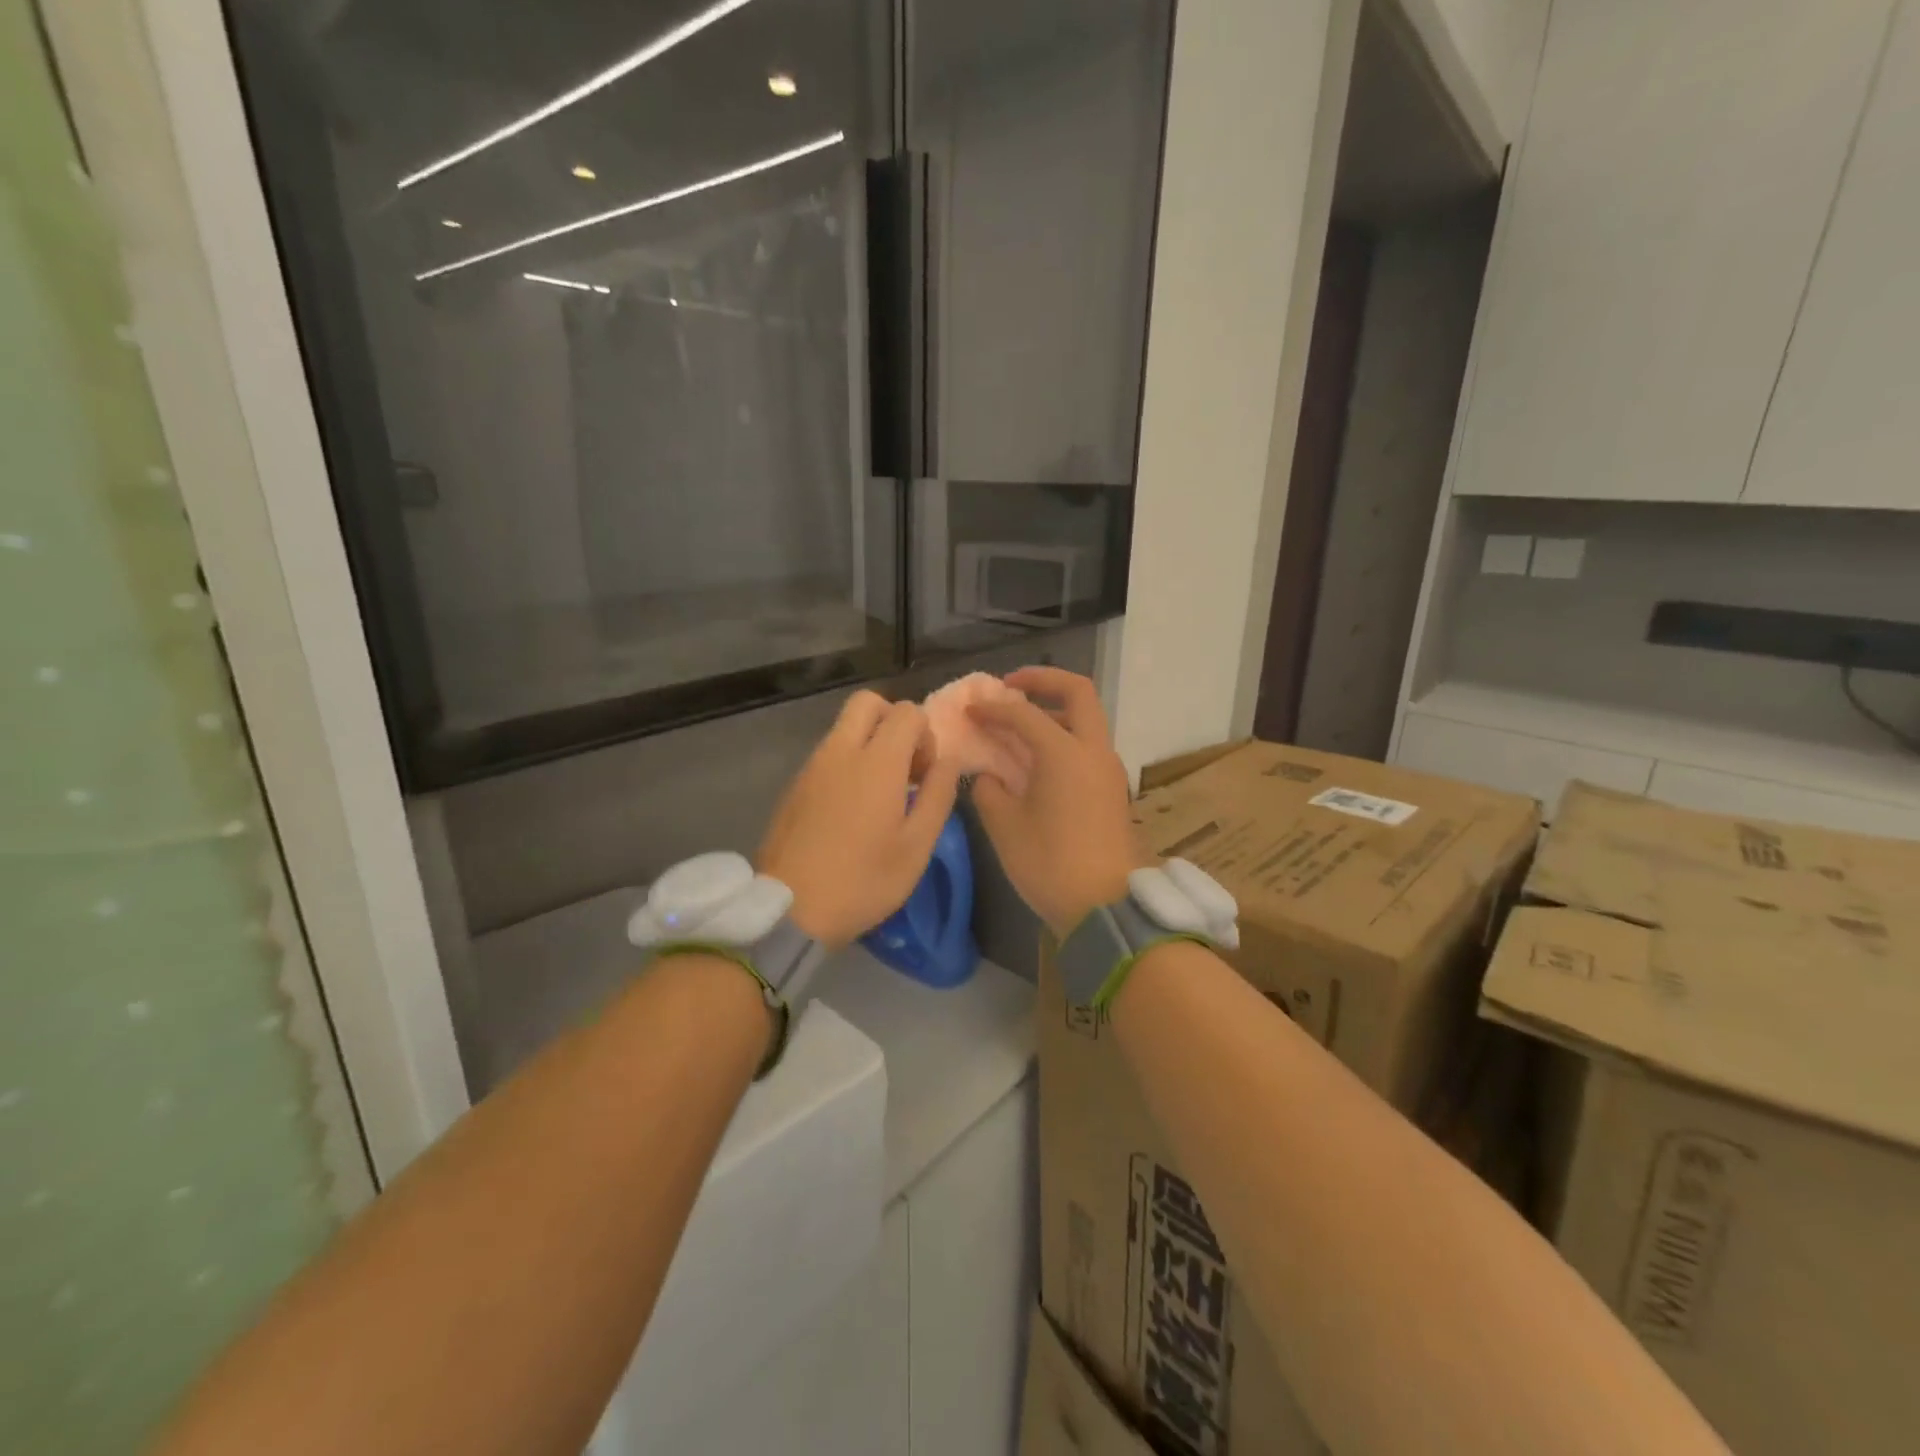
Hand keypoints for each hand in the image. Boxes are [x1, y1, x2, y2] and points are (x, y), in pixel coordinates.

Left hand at [757, 691, 961, 948]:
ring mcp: (811, 766)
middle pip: (868, 702)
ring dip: (869, 743)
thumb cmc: (864, 880)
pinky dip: (846, 763)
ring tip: (881, 794)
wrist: (790, 910)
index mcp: (877, 761)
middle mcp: (840, 750)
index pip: (907, 712)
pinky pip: (827, 754)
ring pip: (844, 728)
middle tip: (904, 766)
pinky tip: (851, 810)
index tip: (925, 776)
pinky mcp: (793, 786)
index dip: (925, 736)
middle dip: (893, 721)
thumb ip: (939, 794)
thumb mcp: (917, 846)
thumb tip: (948, 760)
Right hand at [966, 667, 1140, 937]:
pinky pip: (1087, 747)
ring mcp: (1108, 770)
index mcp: (1065, 753)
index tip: (969, 710)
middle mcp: (1093, 751)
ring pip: (1086, 721)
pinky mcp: (1112, 790)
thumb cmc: (1050, 864)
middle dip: (1043, 681)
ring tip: (1018, 728)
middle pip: (1078, 693)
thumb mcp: (1005, 827)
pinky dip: (1062, 739)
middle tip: (1011, 687)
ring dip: (1053, 713)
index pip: (1024, 713)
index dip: (992, 708)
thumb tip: (989, 776)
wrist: (1105, 908)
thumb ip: (989, 790)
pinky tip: (1035, 761)